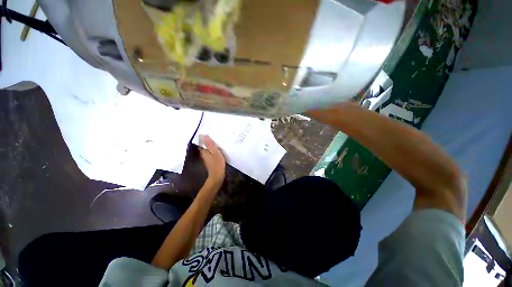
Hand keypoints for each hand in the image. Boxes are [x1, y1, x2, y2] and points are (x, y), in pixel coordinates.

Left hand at [199, 135, 225, 185]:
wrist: (217, 176)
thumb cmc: (217, 164)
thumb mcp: (215, 153)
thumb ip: (210, 144)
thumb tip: (203, 135)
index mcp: (203, 151)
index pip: (201, 142)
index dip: (204, 137)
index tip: (209, 131)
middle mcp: (203, 153)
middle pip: (204, 145)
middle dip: (208, 140)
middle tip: (215, 134)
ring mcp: (207, 157)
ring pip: (208, 148)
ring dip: (211, 144)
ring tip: (218, 139)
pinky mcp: (211, 160)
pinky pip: (211, 152)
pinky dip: (214, 149)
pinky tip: (219, 147)